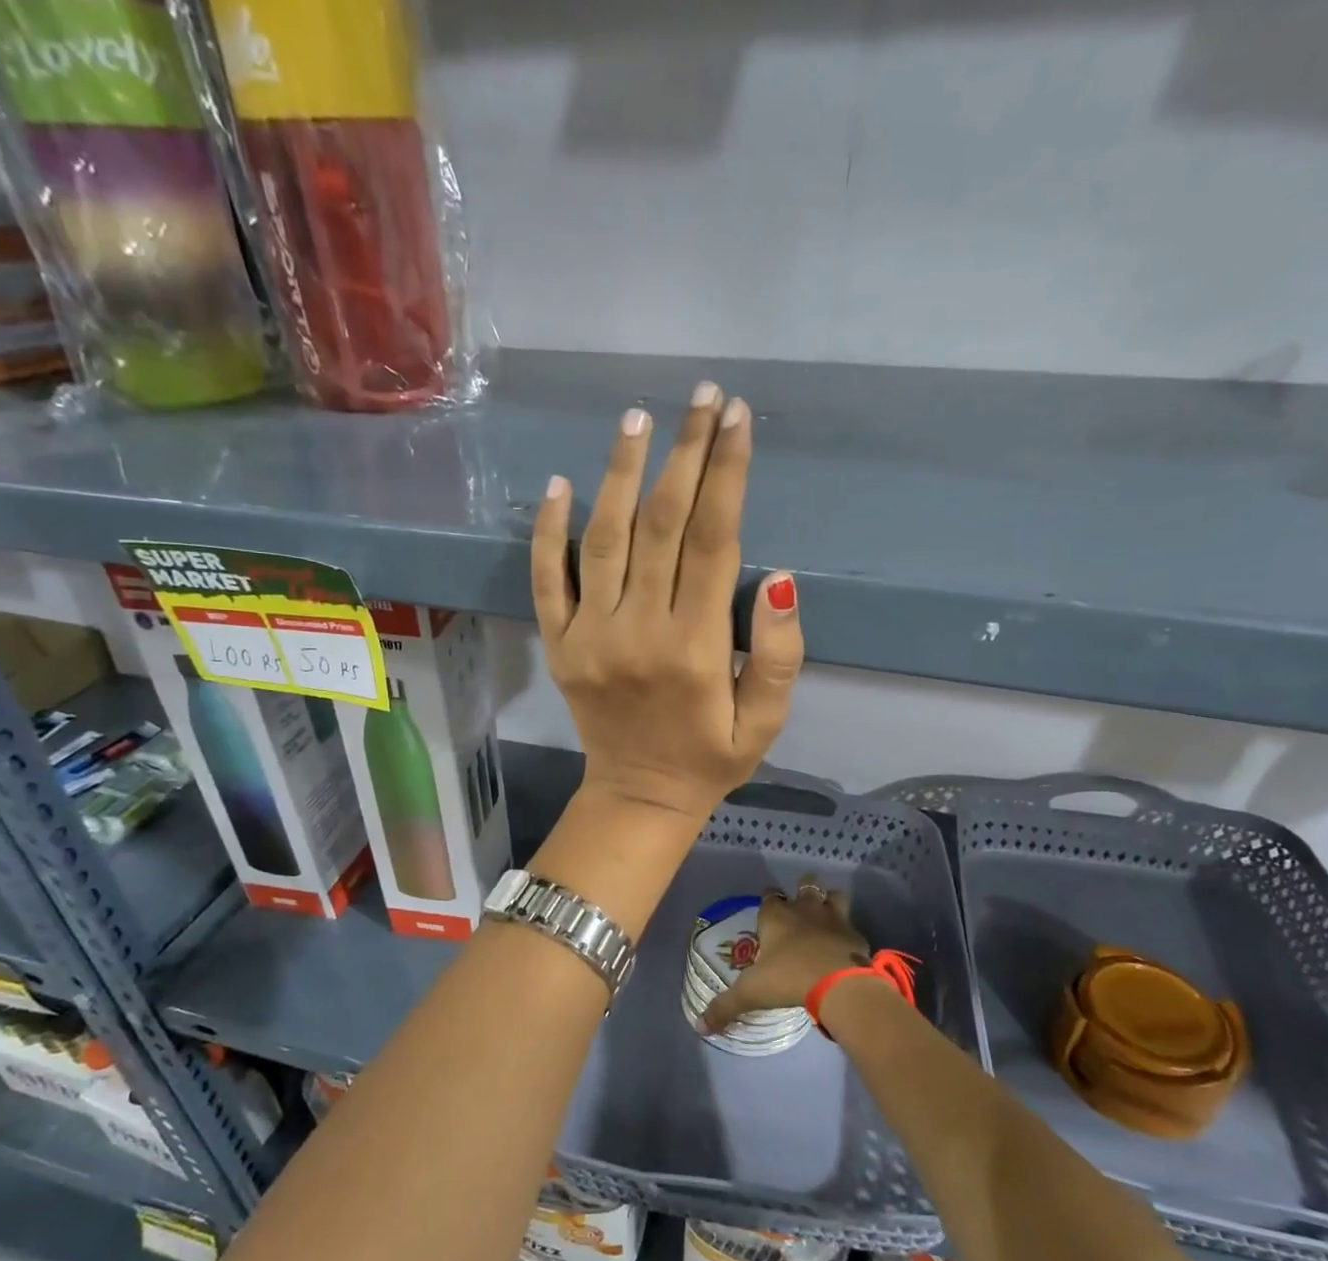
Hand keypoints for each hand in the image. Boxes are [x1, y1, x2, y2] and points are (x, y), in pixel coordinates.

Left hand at [532, 383, 803, 826]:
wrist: (639, 798)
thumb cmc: (710, 758)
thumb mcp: (764, 722)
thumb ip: (779, 655)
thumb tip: (781, 577)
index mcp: (697, 648)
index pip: (714, 541)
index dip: (727, 473)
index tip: (737, 419)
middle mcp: (640, 631)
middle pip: (662, 525)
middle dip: (686, 453)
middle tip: (702, 396)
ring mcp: (590, 636)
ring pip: (603, 540)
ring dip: (620, 474)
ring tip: (638, 419)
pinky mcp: (559, 645)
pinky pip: (547, 580)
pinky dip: (548, 531)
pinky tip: (560, 484)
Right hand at [701, 880, 870, 1033]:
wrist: (838, 983)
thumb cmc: (788, 978)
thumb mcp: (751, 993)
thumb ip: (725, 1007)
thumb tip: (701, 1026)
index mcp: (775, 916)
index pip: (769, 896)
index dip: (768, 900)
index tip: (766, 911)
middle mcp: (804, 909)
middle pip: (805, 885)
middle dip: (802, 890)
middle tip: (799, 907)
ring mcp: (833, 917)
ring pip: (833, 895)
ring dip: (829, 901)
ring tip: (825, 916)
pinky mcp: (855, 934)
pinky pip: (851, 924)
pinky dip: (847, 931)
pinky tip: (845, 945)